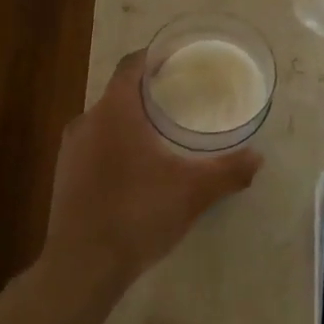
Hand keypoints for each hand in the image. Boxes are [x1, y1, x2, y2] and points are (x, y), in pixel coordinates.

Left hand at [43, 50, 262, 291]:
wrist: (83, 266)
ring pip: (105, 121)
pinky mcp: (64, 177)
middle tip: (181, 98)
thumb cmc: (139, 213)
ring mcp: (70, 151)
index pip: (131, 66)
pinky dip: (116, 145)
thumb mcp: (194, 192)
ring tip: (162, 133)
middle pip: (119, 93)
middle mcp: (87, 122)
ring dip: (131, 121)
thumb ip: (229, 171)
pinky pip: (94, 146)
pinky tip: (137, 169)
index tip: (178, 59)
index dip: (154, 57)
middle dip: (148, 92)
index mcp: (115, 112)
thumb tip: (258, 158)